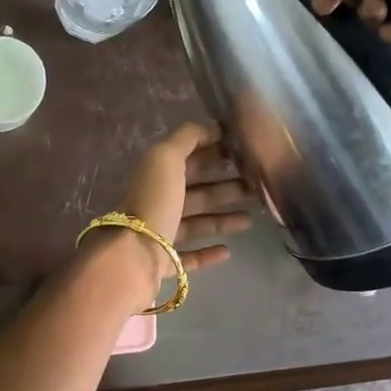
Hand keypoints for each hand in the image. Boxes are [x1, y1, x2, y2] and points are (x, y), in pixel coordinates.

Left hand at [115, 122, 254, 285]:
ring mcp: (159, 235)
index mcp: (157, 176)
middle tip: (256, 187)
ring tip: (252, 218)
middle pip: (196, 193)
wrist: (134, 254)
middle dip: (225, 187)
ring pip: (196, 223)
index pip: (188, 160)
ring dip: (222, 219)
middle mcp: (157, 203)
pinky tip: (228, 250)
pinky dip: (207, 253)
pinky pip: (188, 257)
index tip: (244, 155)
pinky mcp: (164, 263)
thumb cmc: (154, 201)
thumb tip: (212, 127)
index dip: (213, 154)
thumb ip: (187, 138)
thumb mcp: (166, 158)